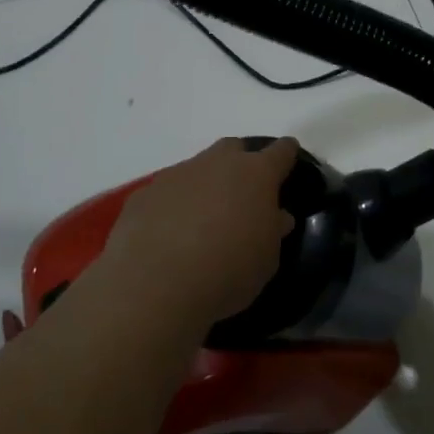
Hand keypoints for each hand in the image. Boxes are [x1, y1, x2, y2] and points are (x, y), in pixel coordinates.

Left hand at [101, 137, 298, 325]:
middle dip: (240, 163)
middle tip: (242, 193)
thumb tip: (276, 215)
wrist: (156, 285)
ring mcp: (177, 174)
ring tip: (202, 219)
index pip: (280, 152)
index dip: (286, 153)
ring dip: (203, 185)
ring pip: (197, 168)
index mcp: (256, 175)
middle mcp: (217, 164)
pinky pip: (166, 192)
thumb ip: (273, 231)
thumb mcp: (266, 259)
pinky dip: (172, 205)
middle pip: (233, 148)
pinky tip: (168, 234)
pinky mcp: (145, 193)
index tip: (289, 156)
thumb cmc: (228, 272)